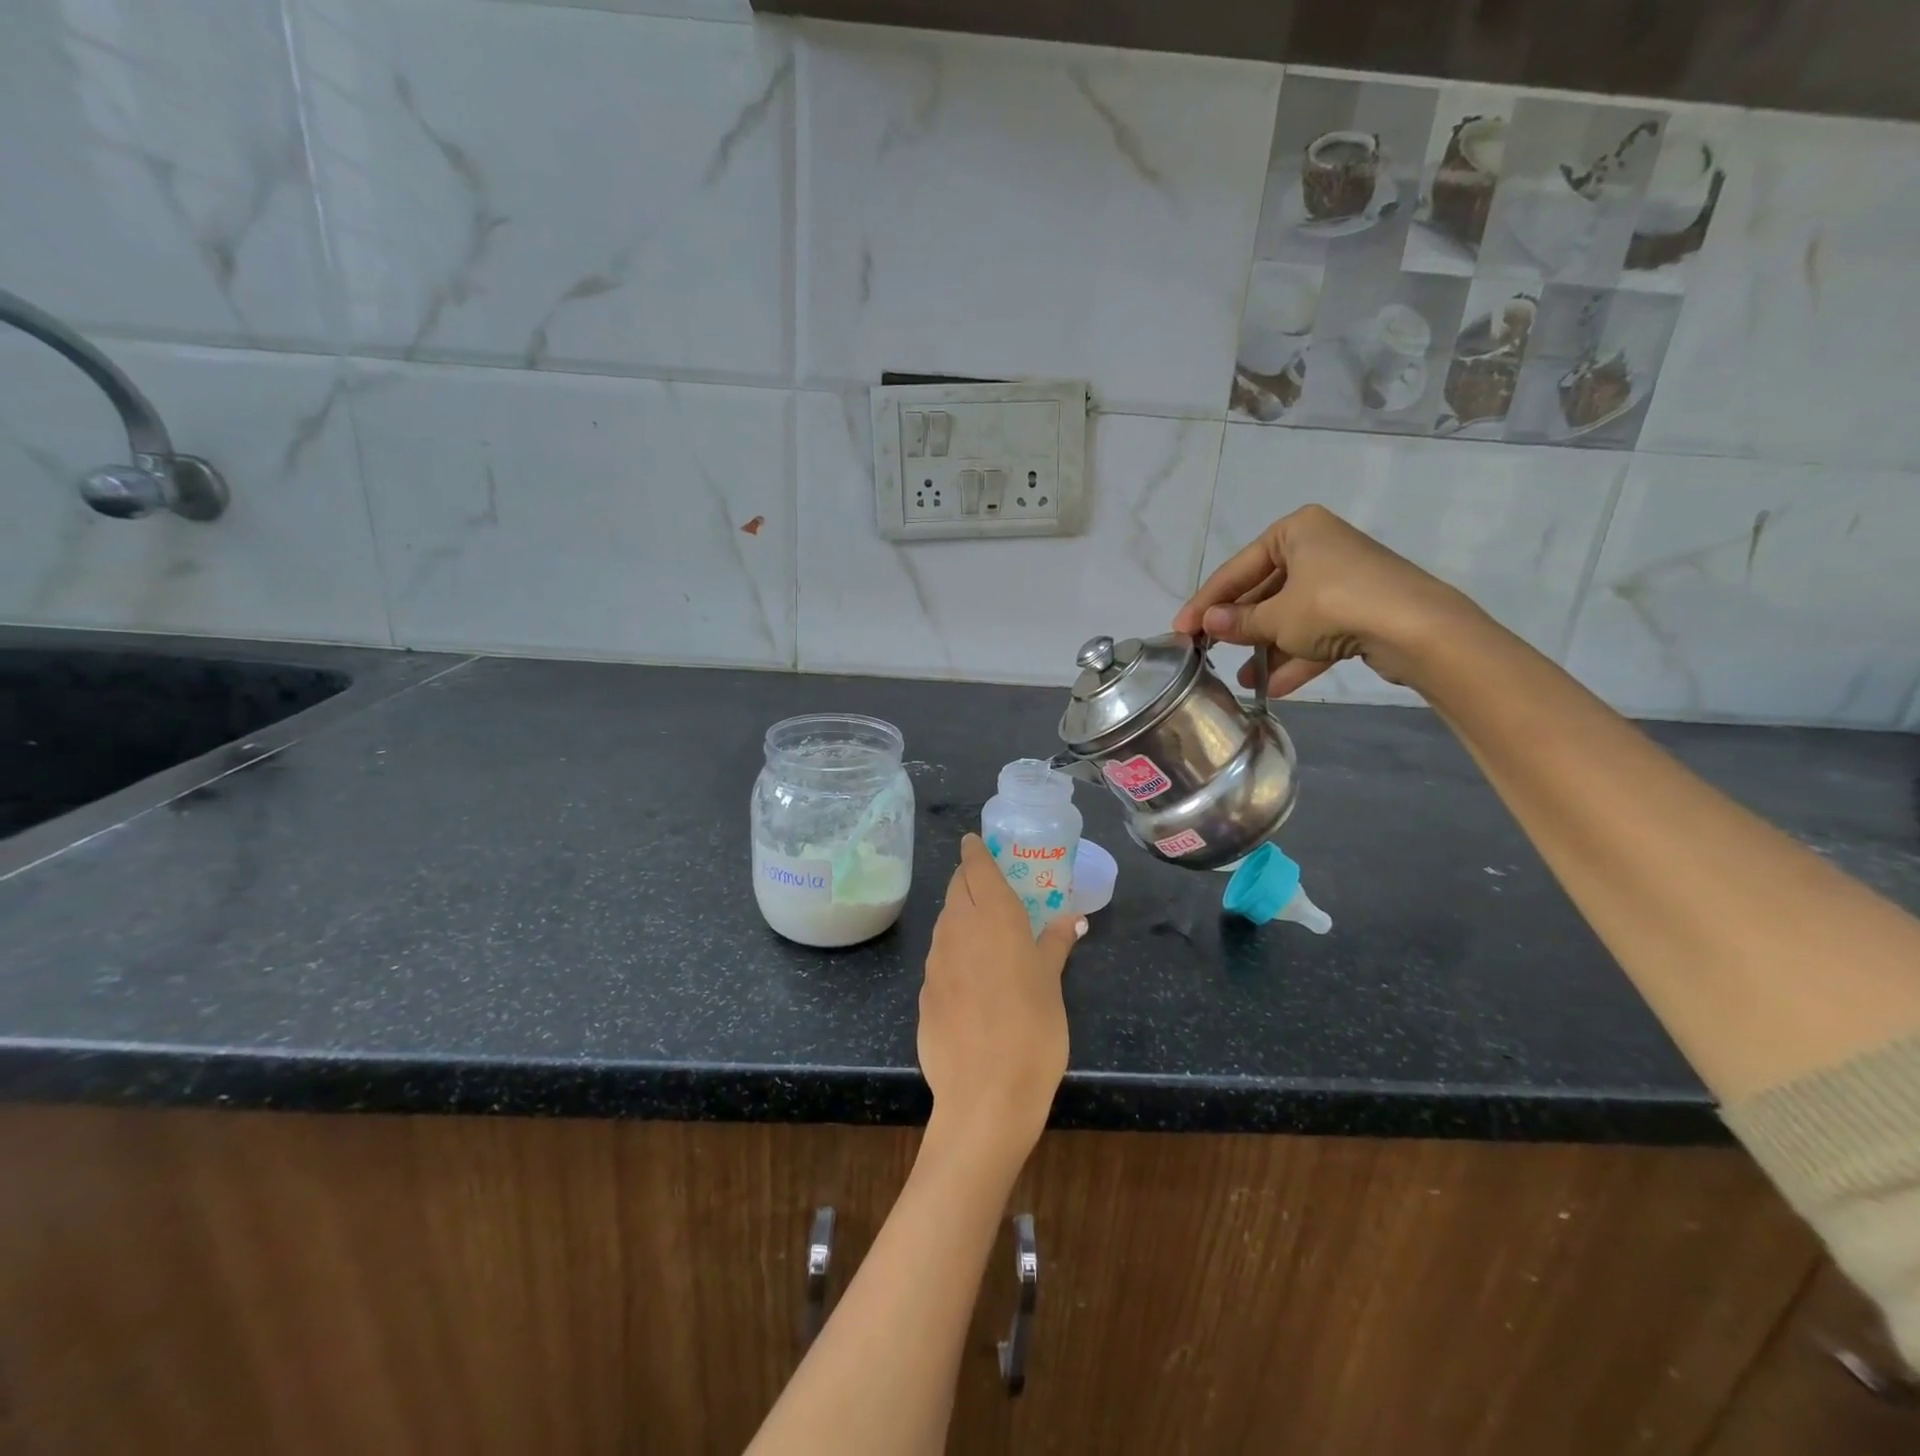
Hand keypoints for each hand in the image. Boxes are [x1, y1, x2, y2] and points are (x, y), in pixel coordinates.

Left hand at [918, 835, 1084, 1166]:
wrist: (984, 1095)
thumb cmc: (1032, 1029)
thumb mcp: (1052, 982)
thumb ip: (1056, 943)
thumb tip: (1071, 918)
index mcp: (991, 914)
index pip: (975, 864)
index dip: (975, 850)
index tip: (977, 842)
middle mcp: (956, 927)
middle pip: (956, 887)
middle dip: (969, 878)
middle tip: (991, 885)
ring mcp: (935, 959)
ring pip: (945, 919)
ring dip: (960, 913)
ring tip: (985, 928)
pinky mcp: (923, 991)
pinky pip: (939, 955)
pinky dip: (954, 950)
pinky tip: (972, 974)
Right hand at [1173, 504, 1473, 697]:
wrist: (1417, 628)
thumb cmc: (1334, 605)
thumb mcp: (1276, 617)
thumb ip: (1239, 623)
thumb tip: (1207, 625)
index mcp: (1295, 531)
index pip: (1236, 569)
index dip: (1205, 603)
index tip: (1179, 630)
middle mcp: (1318, 548)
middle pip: (1264, 592)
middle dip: (1239, 628)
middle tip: (1206, 652)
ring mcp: (1342, 580)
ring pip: (1290, 616)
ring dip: (1265, 648)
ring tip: (1241, 679)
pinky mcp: (1360, 610)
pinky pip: (1316, 633)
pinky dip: (1295, 657)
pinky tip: (1273, 687)